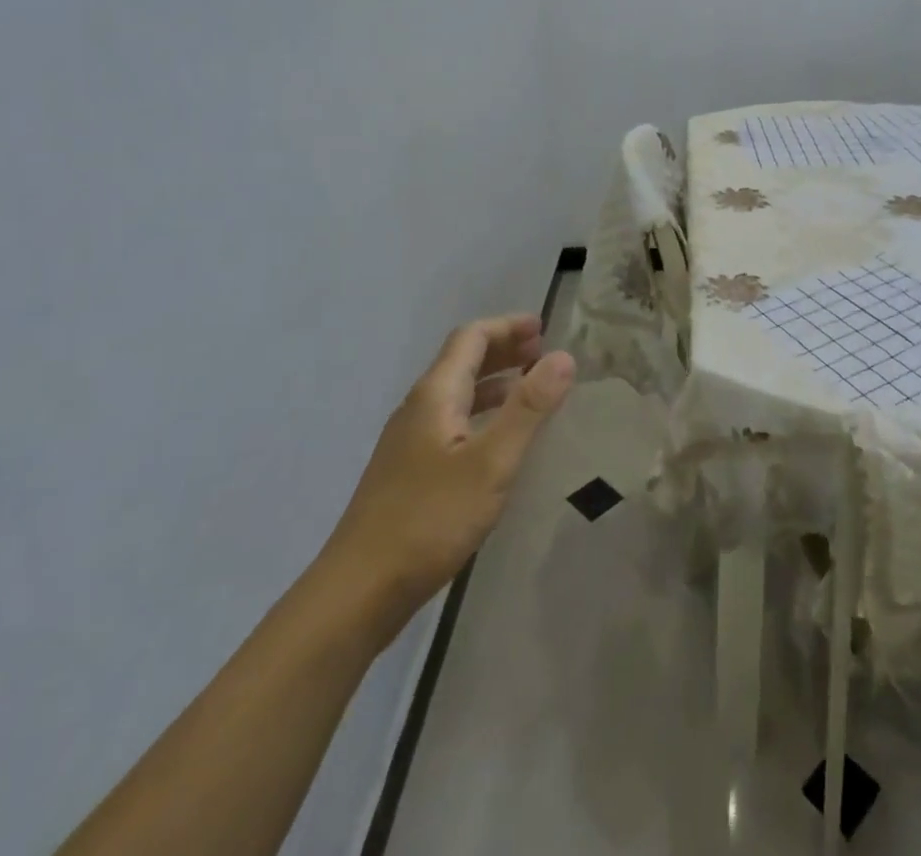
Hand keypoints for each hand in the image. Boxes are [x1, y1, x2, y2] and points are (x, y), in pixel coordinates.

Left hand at [317, 314, 573, 637]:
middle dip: (504, 349)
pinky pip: (452, 421)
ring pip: (457, 393)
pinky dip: (483, 412)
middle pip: (462, 361)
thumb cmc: (429, 521)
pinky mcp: (408, 472)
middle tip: (544, 353)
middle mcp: (418, 410)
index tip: (545, 328)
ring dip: (495, 381)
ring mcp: (409, 443)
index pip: (471, 338)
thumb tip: (563, 356)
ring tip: (532, 387)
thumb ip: (529, 408)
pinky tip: (499, 439)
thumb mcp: (491, 462)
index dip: (508, 326)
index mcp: (434, 396)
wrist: (357, 594)